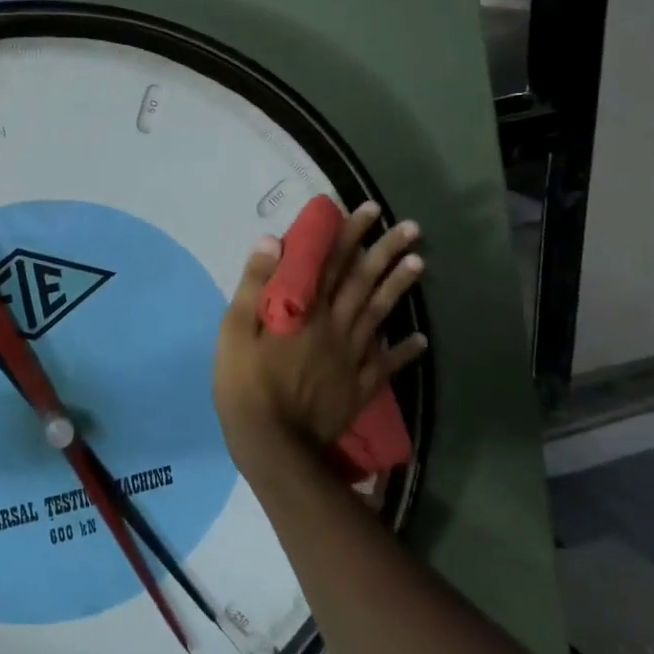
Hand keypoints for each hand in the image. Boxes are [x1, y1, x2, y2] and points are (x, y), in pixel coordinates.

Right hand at [212, 200, 427, 470]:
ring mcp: (351, 357)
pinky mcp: (359, 385)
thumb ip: (255, 284)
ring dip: (399, 287)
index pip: (330, 262)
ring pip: (379, 314)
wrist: (273, 443)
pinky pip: (386, 363)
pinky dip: (404, 350)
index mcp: (304, 309)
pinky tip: (420, 339)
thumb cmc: (244, 383)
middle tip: (409, 227)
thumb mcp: (234, 330)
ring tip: (419, 262)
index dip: (349, 234)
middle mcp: (334, 325)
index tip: (367, 210)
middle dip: (385, 250)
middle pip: (362, 282)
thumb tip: (273, 241)